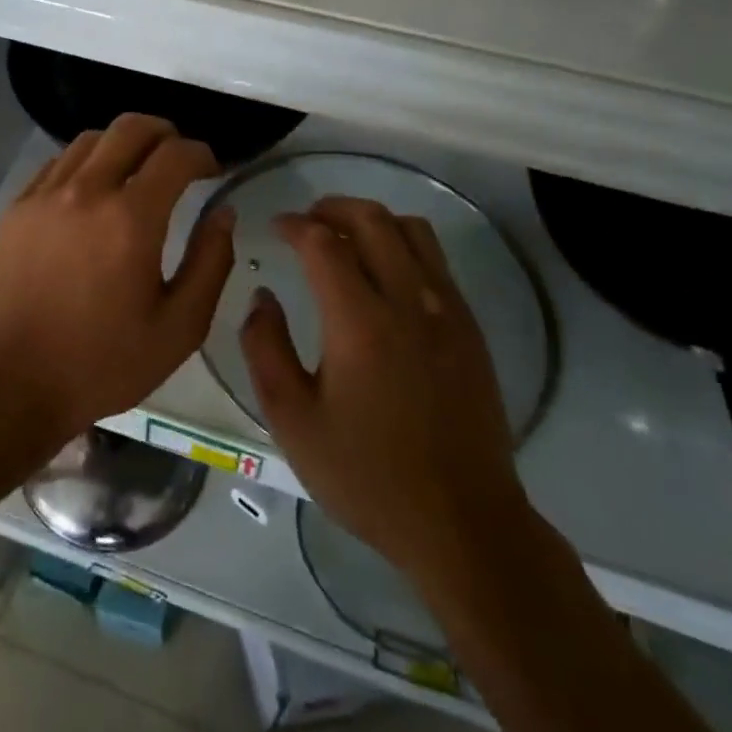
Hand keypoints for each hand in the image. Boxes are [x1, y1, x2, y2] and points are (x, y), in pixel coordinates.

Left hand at [0, 113, 235, 445]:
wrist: (13, 382)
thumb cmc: (104, 362)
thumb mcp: (179, 327)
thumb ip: (211, 262)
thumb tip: (223, 212)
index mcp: (130, 219)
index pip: (175, 154)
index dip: (202, 154)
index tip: (213, 171)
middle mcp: (86, 191)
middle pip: (131, 128)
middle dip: (165, 133)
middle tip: (179, 159)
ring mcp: (45, 195)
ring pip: (92, 138)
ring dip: (124, 144)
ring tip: (138, 172)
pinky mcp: (18, 207)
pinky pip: (58, 162)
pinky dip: (87, 163)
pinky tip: (94, 192)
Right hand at [240, 197, 534, 581]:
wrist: (462, 524)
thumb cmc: (367, 476)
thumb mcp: (293, 421)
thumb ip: (265, 348)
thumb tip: (262, 296)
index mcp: (360, 322)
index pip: (323, 242)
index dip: (295, 224)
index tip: (275, 227)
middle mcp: (408, 301)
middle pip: (372, 220)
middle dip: (332, 207)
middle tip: (306, 220)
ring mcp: (447, 311)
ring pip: (412, 230)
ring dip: (373, 220)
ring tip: (345, 237)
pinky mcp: (469, 328)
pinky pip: (436, 260)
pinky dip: (403, 245)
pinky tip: (385, 274)